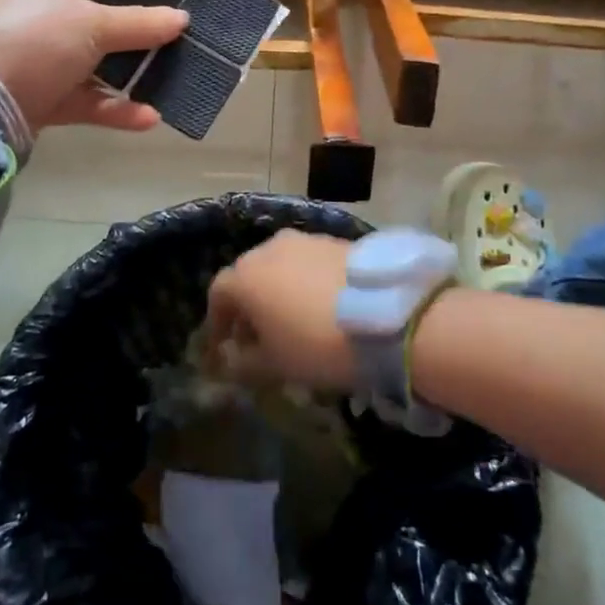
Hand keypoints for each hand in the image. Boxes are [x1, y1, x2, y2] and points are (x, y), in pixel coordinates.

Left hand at [0, 0, 187, 131]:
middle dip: (135, 36)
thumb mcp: (89, 25)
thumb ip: (139, 23)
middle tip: (177, 43)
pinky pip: (78, 97)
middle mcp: (28, 11)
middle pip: (93, 20)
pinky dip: (109, 106)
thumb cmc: (30, 42)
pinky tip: (147, 118)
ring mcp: (29, 57)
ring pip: (88, 63)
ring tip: (169, 83)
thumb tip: (182, 18)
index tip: (168, 1)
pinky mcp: (32, 97)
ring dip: (127, 76)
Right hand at [204, 231, 355, 391]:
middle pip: (249, 275)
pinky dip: (308, 281)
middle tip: (260, 334)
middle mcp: (269, 248)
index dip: (218, 321)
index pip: (218, 294)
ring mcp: (305, 240)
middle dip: (249, 304)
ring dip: (280, 289)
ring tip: (295, 318)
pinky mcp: (337, 241)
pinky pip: (310, 262)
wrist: (386, 316)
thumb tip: (233, 357)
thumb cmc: (316, 344)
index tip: (224, 345)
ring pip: (281, 265)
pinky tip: (324, 305)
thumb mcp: (274, 365)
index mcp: (245, 276)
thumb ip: (244, 362)